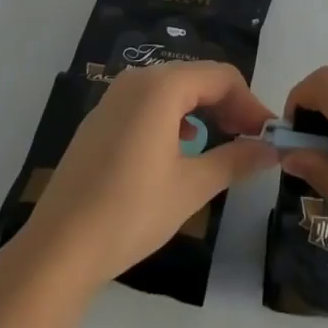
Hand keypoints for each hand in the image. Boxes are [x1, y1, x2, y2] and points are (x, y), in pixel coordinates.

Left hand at [21, 62, 279, 290]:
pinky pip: (148, 103)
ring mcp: (114, 97)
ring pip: (173, 89)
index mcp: (162, 86)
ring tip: (220, 144)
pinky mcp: (100, 119)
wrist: (57, 250)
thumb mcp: (191, 187)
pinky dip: (173, 117)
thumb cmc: (130, 212)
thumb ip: (235, 160)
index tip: (266, 135)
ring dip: (202, 110)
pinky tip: (179, 149)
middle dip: (228, 105)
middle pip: (197, 77)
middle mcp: (138, 79)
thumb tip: (270, 150)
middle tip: (249, 140)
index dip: (249, 102)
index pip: (221, 77)